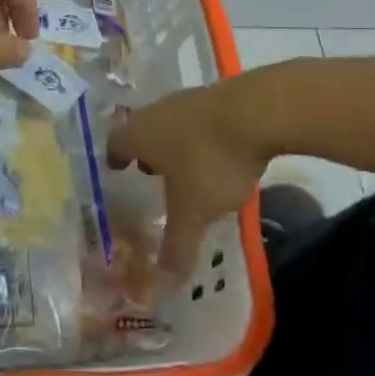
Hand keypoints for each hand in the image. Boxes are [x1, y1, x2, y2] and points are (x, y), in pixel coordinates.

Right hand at [109, 77, 279, 284]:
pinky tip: (219, 155)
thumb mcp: (193, 210)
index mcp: (140, 134)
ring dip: (176, 144)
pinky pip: (200, 120)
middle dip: (148, 152)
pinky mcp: (219, 96)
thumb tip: (165, 280)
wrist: (258, 112)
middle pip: (144, 130)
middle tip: (152, 174)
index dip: (116, 158)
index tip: (118, 169)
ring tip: (187, 169)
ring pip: (173, 123)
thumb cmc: (210, 161)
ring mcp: (189, 99)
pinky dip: (202, 137)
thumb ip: (177, 243)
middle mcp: (157, 111)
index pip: (116, 143)